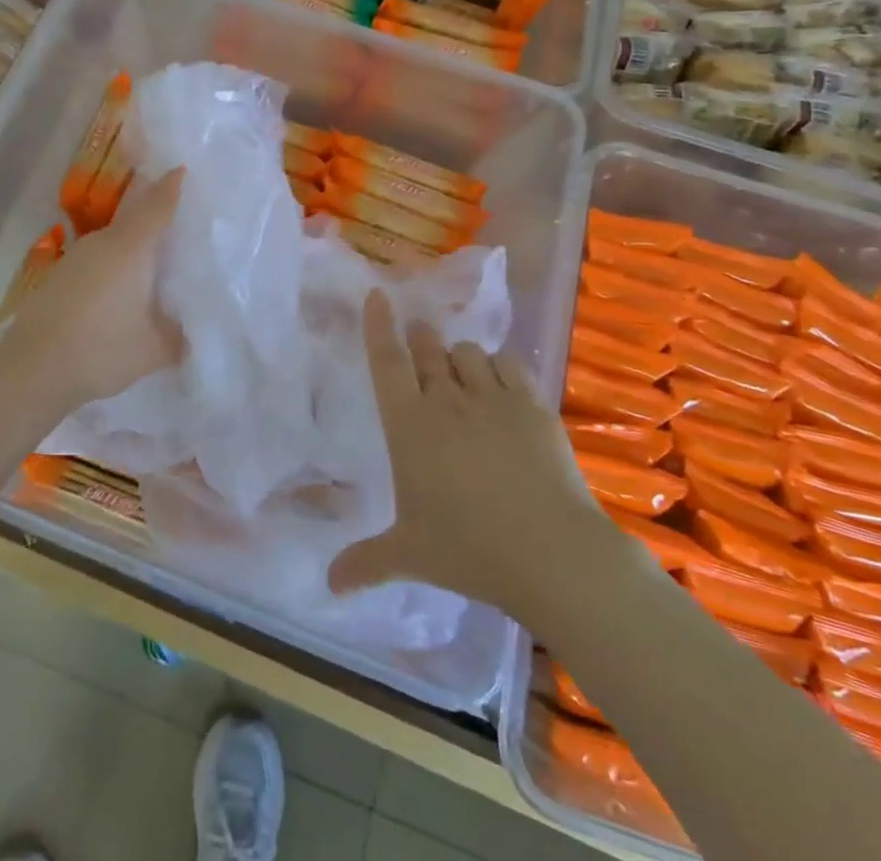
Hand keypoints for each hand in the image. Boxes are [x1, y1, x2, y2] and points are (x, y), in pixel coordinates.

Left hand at [0, 168, 185, 414]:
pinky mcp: (57, 278)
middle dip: (153, 216)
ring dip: (131, 247)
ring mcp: (75, 259)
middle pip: (133, 218)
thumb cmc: (102, 349)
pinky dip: (112, 268)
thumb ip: (178, 336)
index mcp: (131, 247)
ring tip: (151, 264)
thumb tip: (189, 333)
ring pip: (112, 242)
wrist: (32, 369)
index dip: (171, 187)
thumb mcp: (154, 349)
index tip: (182, 169)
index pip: (157, 206)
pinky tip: (117, 293)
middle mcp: (102, 243)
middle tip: (177, 224)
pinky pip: (95, 262)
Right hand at [330, 290, 608, 618]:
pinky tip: (500, 381)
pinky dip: (499, 366)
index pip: (386, 361)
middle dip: (420, 337)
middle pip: (428, 349)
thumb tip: (328, 584)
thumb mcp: (410, 555)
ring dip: (458, 356)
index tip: (378, 295)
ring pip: (468, 353)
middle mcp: (446, 400)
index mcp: (409, 425)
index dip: (379, 326)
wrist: (551, 552)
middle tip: (419, 336)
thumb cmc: (468, 549)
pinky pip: (509, 365)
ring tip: (460, 370)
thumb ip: (366, 562)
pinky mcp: (533, 405)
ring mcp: (493, 398)